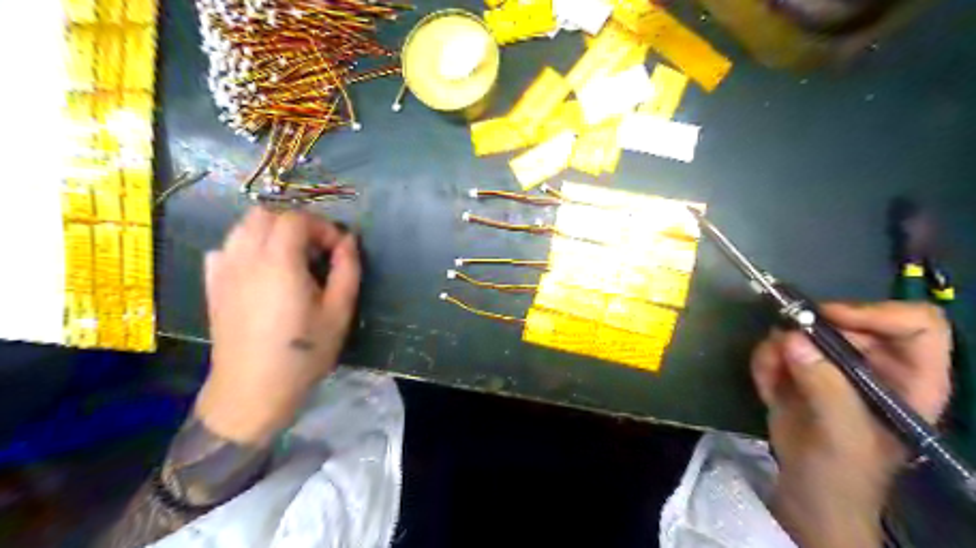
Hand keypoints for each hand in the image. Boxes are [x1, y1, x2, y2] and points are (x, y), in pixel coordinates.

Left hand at [193, 208, 359, 447]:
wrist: (252, 390)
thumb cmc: (303, 353)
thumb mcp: (339, 312)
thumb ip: (347, 270)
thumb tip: (349, 241)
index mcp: (279, 262)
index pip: (296, 219)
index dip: (322, 227)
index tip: (338, 251)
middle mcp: (246, 257)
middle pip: (266, 214)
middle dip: (297, 224)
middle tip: (316, 250)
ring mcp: (224, 270)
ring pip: (243, 226)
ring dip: (271, 230)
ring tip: (291, 257)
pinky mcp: (212, 285)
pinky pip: (226, 247)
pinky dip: (247, 245)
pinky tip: (261, 269)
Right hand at [749, 301, 949, 545]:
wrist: (806, 494)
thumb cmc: (843, 474)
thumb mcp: (842, 435)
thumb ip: (824, 386)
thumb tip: (789, 338)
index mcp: (910, 378)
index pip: (914, 324)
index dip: (875, 313)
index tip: (828, 318)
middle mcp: (872, 364)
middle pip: (846, 320)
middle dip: (808, 331)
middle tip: (781, 347)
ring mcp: (831, 366)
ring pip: (802, 331)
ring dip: (777, 349)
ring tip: (770, 376)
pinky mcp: (797, 371)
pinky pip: (775, 348)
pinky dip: (764, 362)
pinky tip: (766, 388)